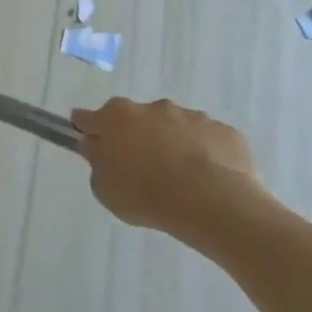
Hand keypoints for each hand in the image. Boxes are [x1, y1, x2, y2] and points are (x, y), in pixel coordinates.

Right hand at [70, 97, 269, 242]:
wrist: (214, 203)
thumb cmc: (147, 195)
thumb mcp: (105, 190)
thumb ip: (98, 164)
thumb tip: (100, 150)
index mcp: (115, 117)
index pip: (87, 118)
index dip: (87, 131)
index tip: (93, 146)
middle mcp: (151, 107)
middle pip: (134, 119)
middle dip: (135, 137)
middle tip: (142, 169)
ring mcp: (191, 116)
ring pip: (174, 127)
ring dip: (172, 144)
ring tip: (182, 180)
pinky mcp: (224, 131)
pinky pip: (208, 141)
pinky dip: (206, 155)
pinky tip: (210, 182)